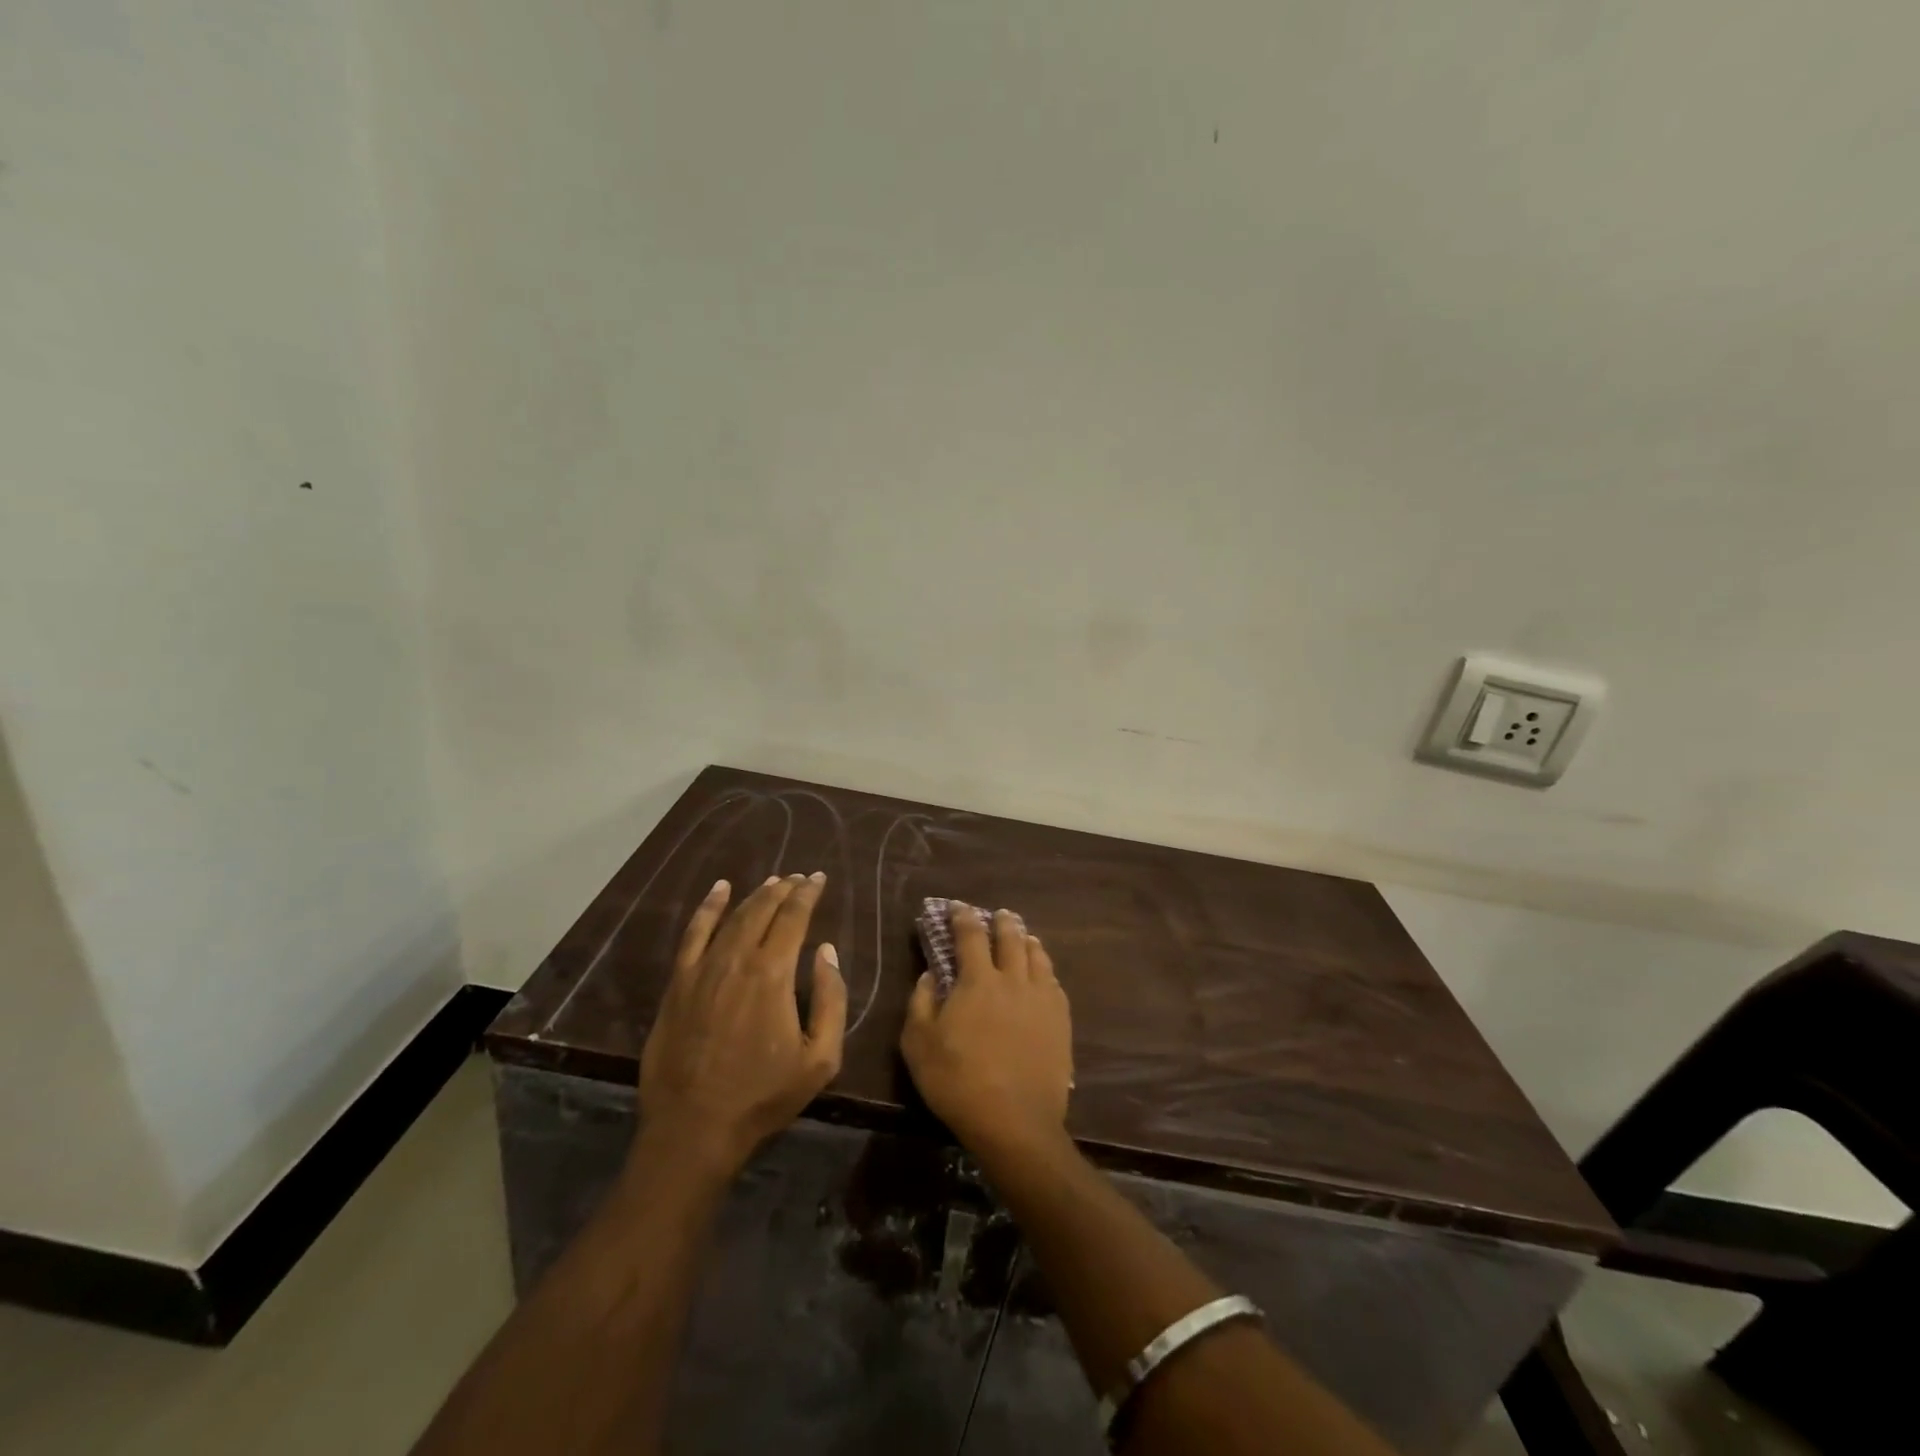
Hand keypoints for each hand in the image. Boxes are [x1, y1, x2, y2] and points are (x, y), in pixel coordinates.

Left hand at [638, 873, 845, 1175]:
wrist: (694, 1128)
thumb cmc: (763, 1096)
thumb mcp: (820, 1058)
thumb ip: (831, 999)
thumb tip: (826, 951)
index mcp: (773, 974)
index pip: (794, 918)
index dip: (807, 894)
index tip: (818, 878)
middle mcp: (737, 959)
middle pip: (763, 910)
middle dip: (784, 889)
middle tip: (798, 878)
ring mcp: (702, 969)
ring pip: (733, 917)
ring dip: (755, 896)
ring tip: (772, 882)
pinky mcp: (678, 984)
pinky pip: (693, 934)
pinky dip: (708, 908)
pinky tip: (719, 890)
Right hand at [900, 903, 1073, 1152]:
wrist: (1015, 1121)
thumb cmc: (958, 1082)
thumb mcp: (918, 1045)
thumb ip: (921, 1003)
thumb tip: (929, 975)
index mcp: (978, 981)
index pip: (970, 936)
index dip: (963, 917)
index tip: (958, 906)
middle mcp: (1013, 980)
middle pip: (1011, 938)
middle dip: (1002, 922)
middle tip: (998, 914)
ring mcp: (1042, 999)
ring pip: (1037, 956)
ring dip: (1027, 940)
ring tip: (1024, 936)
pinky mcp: (1061, 1021)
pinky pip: (1055, 983)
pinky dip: (1046, 969)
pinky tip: (1044, 974)